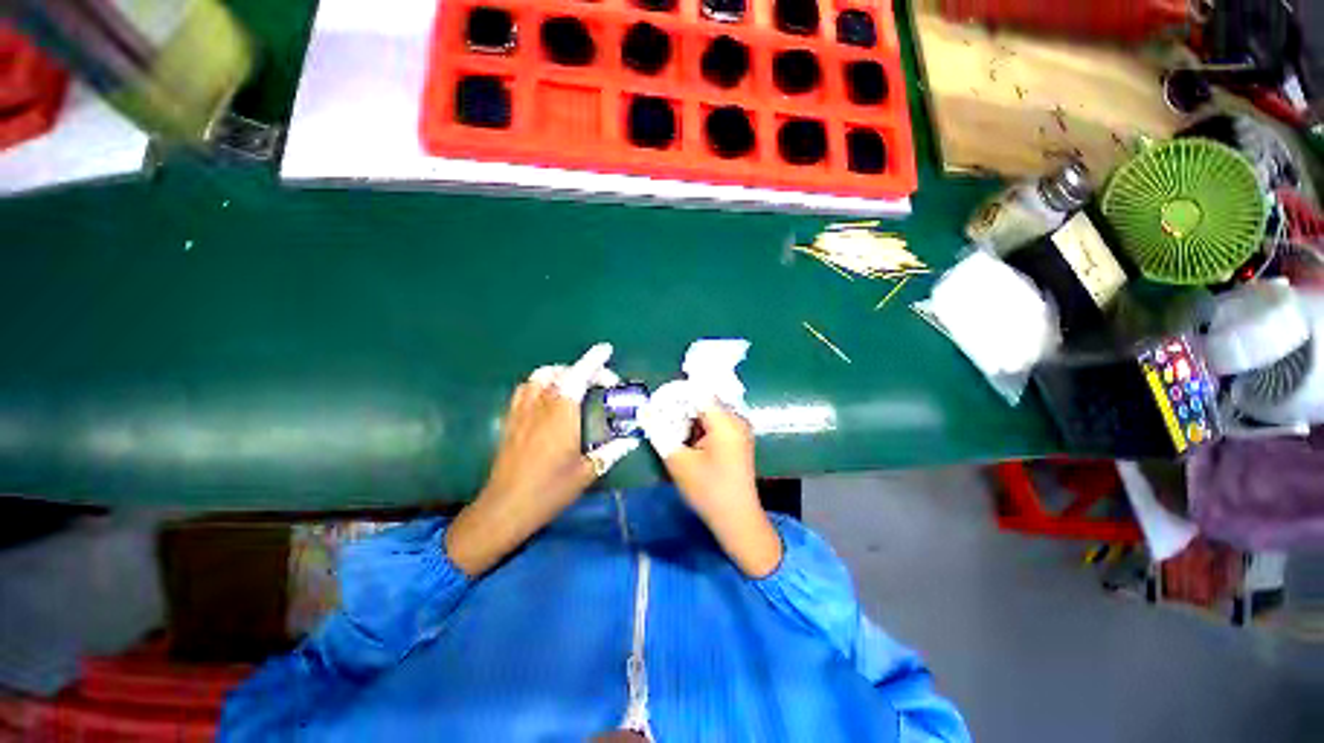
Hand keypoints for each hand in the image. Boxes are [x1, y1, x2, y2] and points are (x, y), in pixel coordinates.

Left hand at [447, 344, 637, 576]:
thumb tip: (632, 439)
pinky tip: (551, 397)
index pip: (578, 377)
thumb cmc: (549, 491)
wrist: (504, 508)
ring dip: (562, 373)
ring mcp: (522, 411)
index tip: (606, 349)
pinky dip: (543, 383)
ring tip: (578, 384)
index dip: (593, 360)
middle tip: (603, 383)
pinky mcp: (511, 419)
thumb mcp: (587, 472)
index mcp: (562, 415)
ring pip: (540, 377)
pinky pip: (527, 388)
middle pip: (561, 373)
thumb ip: (611, 451)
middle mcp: (540, 406)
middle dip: (584, 369)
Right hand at [647, 398, 781, 577]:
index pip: (697, 393)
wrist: (737, 520)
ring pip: (707, 412)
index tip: (654, 404)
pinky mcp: (736, 439)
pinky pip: (713, 423)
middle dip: (679, 408)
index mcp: (725, 421)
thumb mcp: (678, 462)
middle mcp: (736, 419)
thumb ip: (660, 433)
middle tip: (658, 418)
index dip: (674, 395)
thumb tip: (644, 413)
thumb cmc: (708, 491)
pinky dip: (697, 427)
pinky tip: (684, 440)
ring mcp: (738, 429)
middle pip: (703, 401)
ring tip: (668, 430)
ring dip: (687, 419)